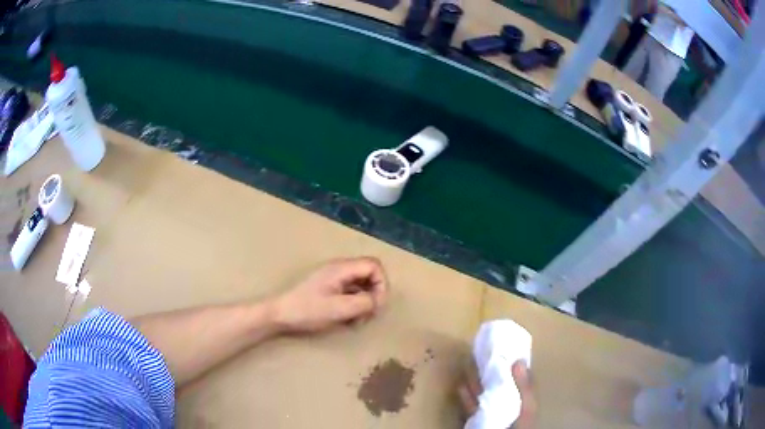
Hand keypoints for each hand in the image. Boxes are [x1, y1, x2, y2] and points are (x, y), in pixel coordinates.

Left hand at [273, 257, 387, 332]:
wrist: (279, 314)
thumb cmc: (307, 311)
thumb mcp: (338, 309)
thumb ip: (363, 303)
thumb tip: (378, 301)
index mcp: (341, 269)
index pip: (374, 266)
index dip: (382, 284)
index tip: (376, 305)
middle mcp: (339, 269)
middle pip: (368, 274)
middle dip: (373, 295)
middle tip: (368, 315)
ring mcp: (332, 278)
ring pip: (360, 285)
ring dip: (364, 302)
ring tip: (356, 320)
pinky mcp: (327, 288)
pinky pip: (349, 292)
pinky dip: (353, 304)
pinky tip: (347, 319)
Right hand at [458, 360, 536, 428]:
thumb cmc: (518, 427)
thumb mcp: (527, 408)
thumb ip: (525, 388)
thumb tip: (519, 361)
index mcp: (523, 400)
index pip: (518, 379)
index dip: (512, 365)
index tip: (504, 349)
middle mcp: (507, 405)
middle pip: (498, 385)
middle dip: (489, 371)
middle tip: (481, 353)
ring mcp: (492, 413)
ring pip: (483, 394)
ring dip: (475, 381)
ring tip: (468, 364)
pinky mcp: (477, 421)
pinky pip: (471, 407)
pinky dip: (466, 397)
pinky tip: (460, 386)